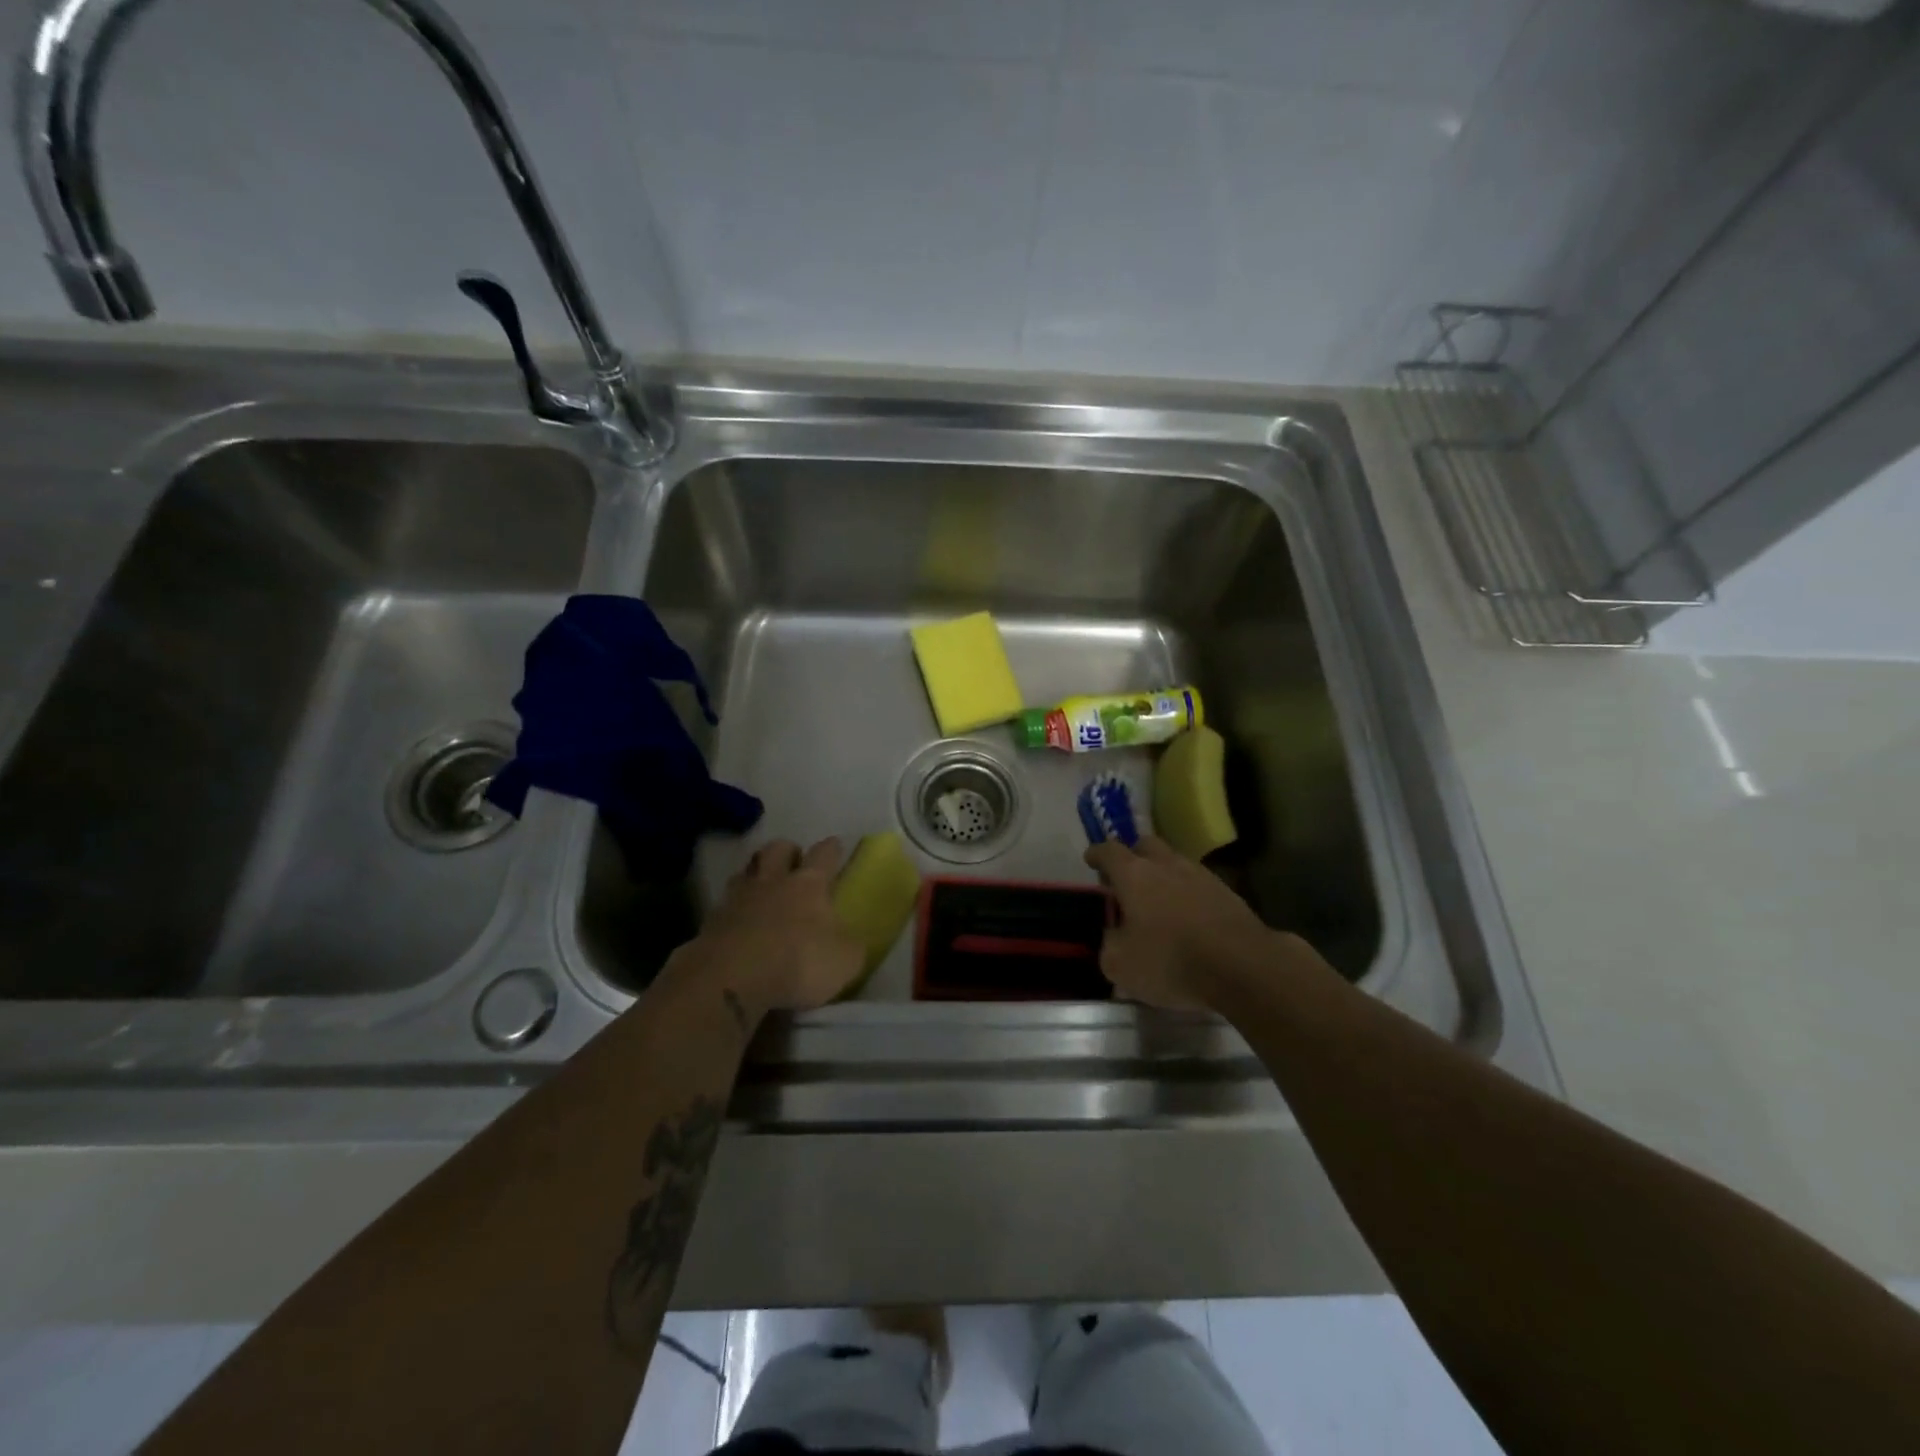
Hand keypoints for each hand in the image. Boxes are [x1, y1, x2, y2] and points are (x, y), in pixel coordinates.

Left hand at [677, 838, 863, 1019]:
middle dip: (787, 851)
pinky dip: (733, 909)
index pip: (823, 854)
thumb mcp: (844, 961)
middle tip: (793, 862)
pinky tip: (738, 923)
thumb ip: (849, 946)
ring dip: (755, 874)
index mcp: (809, 885)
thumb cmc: (797, 962)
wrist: (730, 979)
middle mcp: (772, 882)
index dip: (831, 848)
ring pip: (745, 871)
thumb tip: (849, 941)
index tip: (835, 844)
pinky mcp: (710, 922)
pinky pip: (724, 905)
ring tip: (761, 887)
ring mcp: (737, 899)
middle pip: (777, 849)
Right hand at [1085, 836, 1276, 1009]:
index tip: (1090, 858)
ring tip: (1158, 900)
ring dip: (1163, 874)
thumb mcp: (1120, 964)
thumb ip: (1109, 945)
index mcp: (1134, 874)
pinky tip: (1187, 917)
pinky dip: (1187, 894)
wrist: (1244, 967)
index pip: (1108, 851)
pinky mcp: (1228, 893)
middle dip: (1132, 855)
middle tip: (1125, 878)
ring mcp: (1201, 875)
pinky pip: (1198, 884)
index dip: (1097, 853)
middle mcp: (1167, 864)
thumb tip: (1113, 937)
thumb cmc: (1171, 961)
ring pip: (1174, 863)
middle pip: (1145, 845)